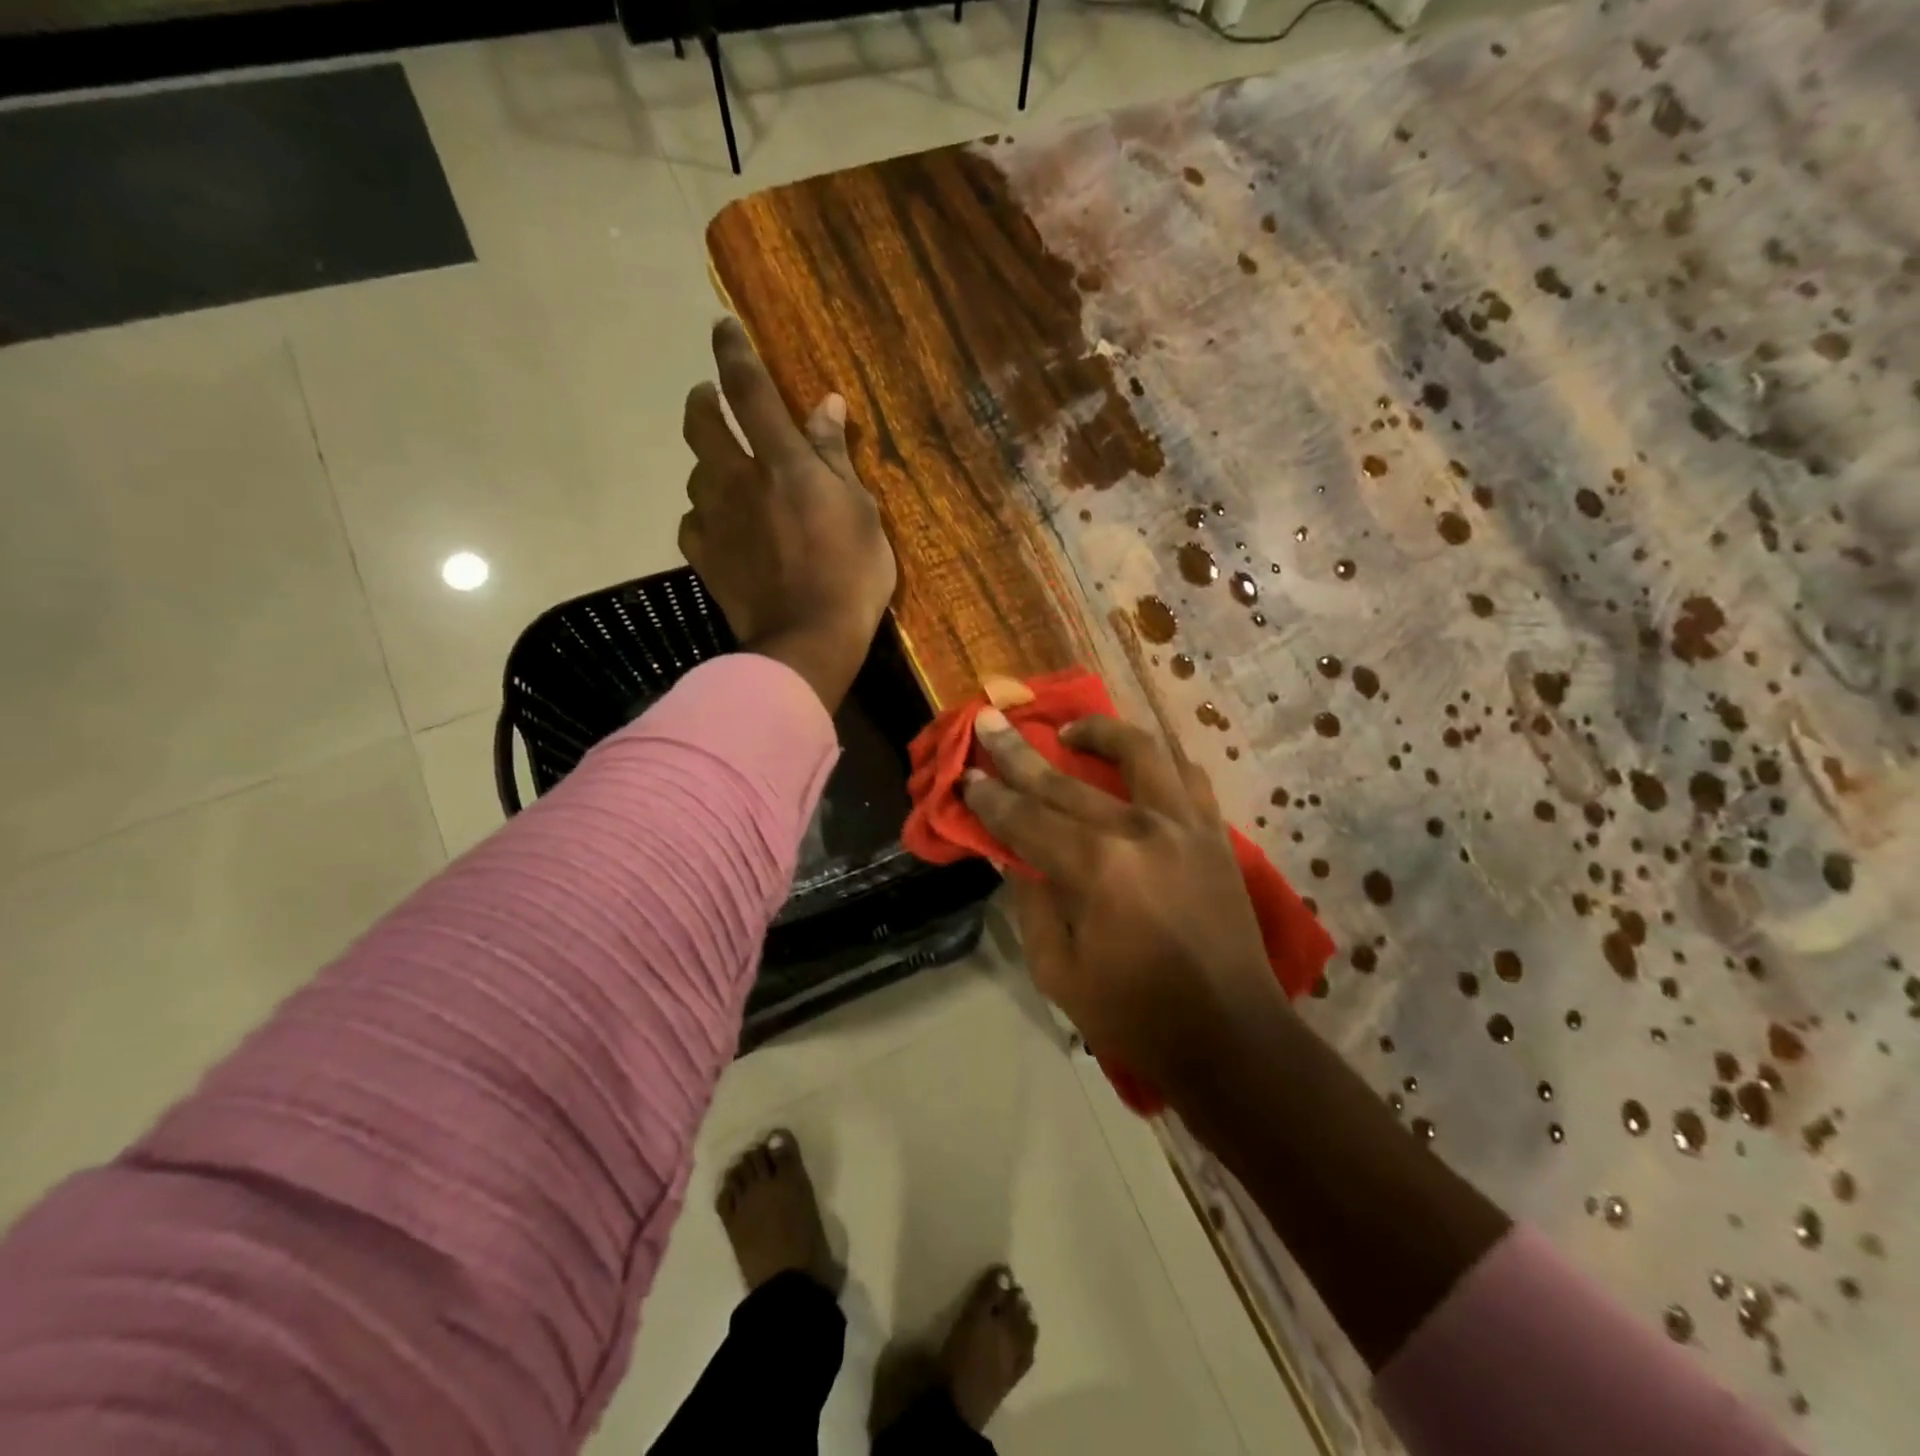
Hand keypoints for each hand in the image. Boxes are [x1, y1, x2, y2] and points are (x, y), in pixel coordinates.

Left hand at [680, 318, 896, 710]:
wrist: (808, 640)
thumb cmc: (850, 574)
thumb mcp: (862, 512)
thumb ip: (836, 456)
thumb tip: (827, 404)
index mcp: (782, 462)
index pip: (749, 390)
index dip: (734, 352)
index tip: (723, 328)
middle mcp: (737, 480)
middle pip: (701, 423)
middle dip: (703, 400)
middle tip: (711, 398)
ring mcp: (714, 520)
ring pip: (695, 474)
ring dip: (707, 464)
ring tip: (725, 473)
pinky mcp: (704, 557)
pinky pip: (693, 523)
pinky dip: (704, 515)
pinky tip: (718, 526)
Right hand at [962, 710, 1282, 1091]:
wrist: (1230, 1036)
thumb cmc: (1135, 1014)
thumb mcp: (1058, 973)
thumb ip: (1032, 905)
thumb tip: (1015, 856)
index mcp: (1095, 869)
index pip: (1026, 819)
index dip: (990, 797)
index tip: (967, 775)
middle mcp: (1139, 831)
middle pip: (1065, 780)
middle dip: (1018, 751)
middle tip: (990, 721)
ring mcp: (1184, 826)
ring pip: (1139, 752)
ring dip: (1099, 732)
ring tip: (1071, 731)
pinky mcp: (1214, 834)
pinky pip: (1188, 777)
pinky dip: (1159, 762)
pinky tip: (1138, 764)